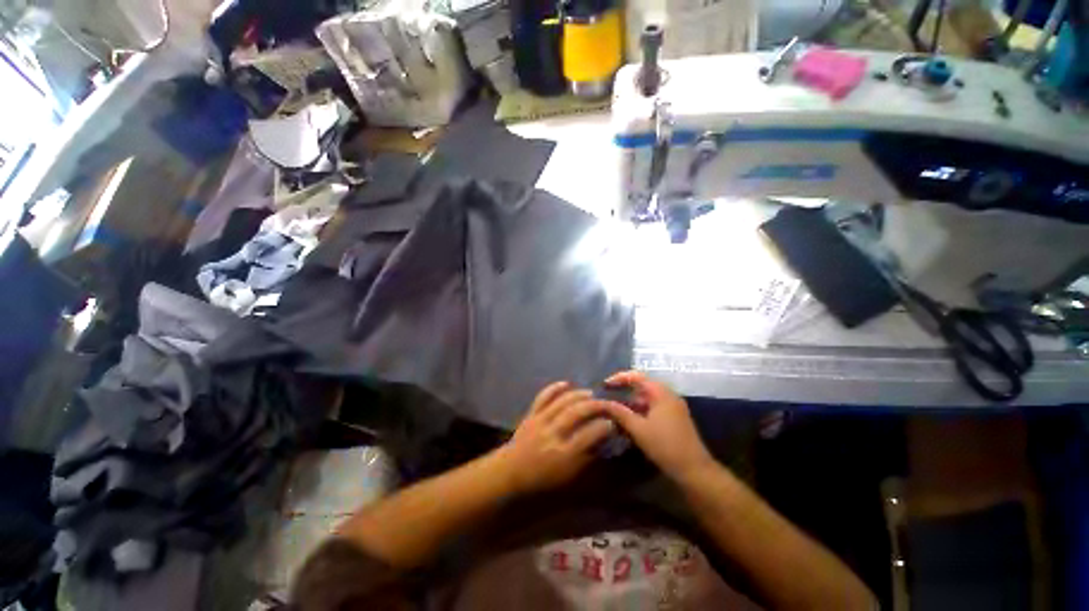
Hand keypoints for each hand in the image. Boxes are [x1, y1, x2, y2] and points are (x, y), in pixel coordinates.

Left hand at [493, 382, 617, 495]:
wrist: (511, 472)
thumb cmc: (543, 478)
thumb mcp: (568, 476)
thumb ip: (587, 458)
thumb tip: (603, 441)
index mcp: (564, 454)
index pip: (589, 434)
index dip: (604, 426)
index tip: (613, 422)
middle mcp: (553, 434)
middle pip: (577, 412)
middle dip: (595, 405)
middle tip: (605, 403)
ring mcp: (540, 421)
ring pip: (562, 401)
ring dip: (579, 395)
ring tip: (591, 394)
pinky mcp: (531, 413)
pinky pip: (543, 396)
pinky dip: (555, 387)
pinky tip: (567, 383)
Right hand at [600, 371, 714, 480]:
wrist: (694, 470)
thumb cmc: (665, 446)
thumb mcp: (638, 429)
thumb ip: (620, 413)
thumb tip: (603, 402)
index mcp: (661, 392)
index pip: (636, 376)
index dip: (619, 378)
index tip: (605, 385)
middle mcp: (668, 395)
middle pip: (641, 385)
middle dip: (623, 390)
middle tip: (607, 396)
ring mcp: (672, 406)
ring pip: (646, 398)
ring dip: (630, 402)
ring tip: (614, 408)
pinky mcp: (673, 418)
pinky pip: (652, 407)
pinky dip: (639, 410)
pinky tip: (628, 420)